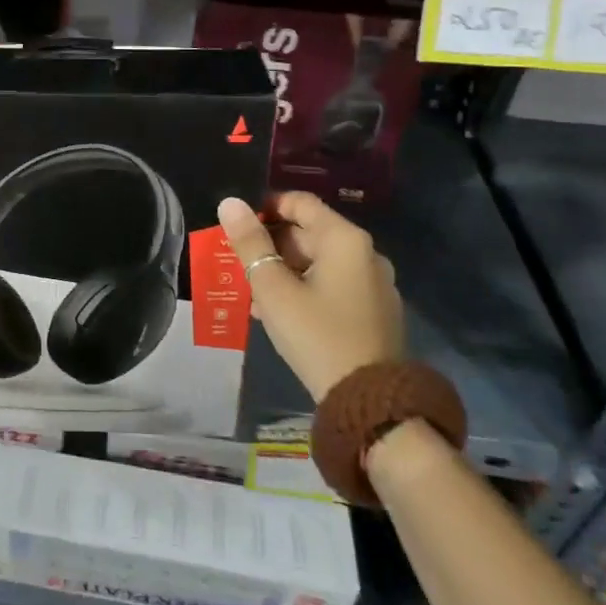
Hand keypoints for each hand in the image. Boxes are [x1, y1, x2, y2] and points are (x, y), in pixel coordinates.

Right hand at [217, 192, 402, 401]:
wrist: (368, 402)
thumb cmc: (316, 334)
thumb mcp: (273, 288)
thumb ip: (250, 243)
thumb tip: (230, 203)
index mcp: (345, 240)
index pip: (301, 203)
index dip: (267, 208)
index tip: (239, 227)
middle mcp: (366, 254)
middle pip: (310, 232)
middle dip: (272, 245)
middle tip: (240, 264)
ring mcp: (375, 284)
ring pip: (320, 262)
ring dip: (285, 270)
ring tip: (254, 292)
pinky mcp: (375, 312)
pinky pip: (334, 285)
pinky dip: (305, 288)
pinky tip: (280, 312)